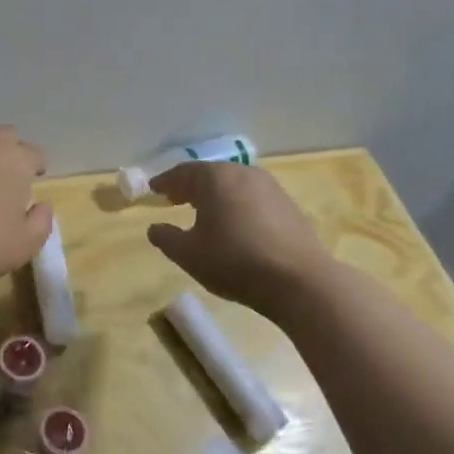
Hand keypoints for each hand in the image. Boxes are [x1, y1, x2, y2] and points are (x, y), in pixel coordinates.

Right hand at [146, 162, 333, 316]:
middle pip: (210, 175)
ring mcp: (270, 188)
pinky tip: (233, 223)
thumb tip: (154, 228)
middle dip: (190, 186)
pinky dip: (236, 205)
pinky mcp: (288, 205)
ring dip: (214, 195)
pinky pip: (252, 198)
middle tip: (174, 199)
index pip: (183, 172)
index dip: (165, 182)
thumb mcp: (188, 254)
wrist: (299, 281)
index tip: (153, 190)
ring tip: (202, 211)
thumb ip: (165, 238)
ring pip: (233, 185)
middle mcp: (243, 173)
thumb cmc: (234, 261)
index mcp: (215, 178)